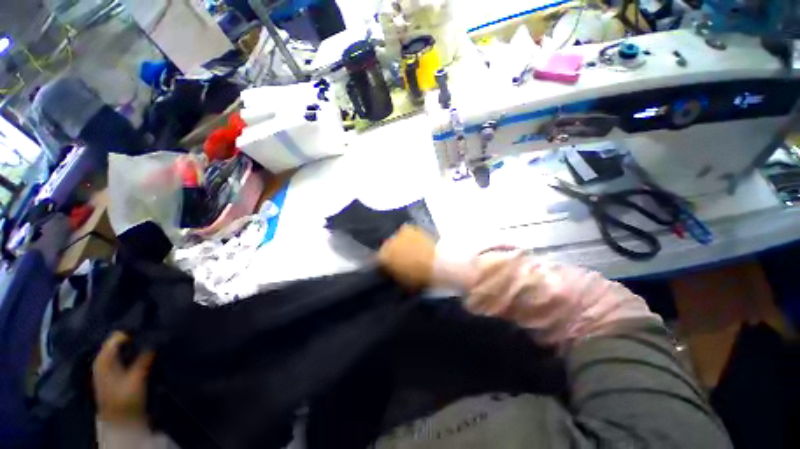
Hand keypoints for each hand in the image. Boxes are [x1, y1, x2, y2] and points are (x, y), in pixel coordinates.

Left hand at [92, 331, 154, 424]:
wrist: (119, 420)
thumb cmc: (126, 396)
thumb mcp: (138, 376)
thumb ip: (146, 356)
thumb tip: (158, 338)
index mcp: (104, 357)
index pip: (118, 335)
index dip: (134, 332)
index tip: (151, 332)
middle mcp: (102, 359)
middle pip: (119, 342)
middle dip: (136, 340)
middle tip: (154, 338)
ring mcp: (106, 368)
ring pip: (122, 350)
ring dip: (135, 348)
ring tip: (152, 347)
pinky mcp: (112, 375)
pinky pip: (122, 358)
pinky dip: (133, 356)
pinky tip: (145, 358)